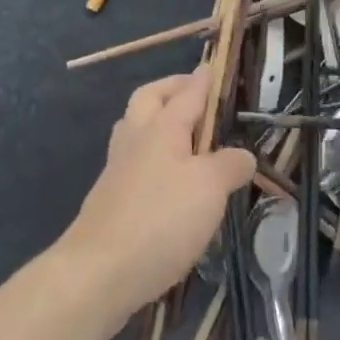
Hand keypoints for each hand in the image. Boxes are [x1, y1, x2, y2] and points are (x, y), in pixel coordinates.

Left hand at [58, 68, 254, 332]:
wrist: (97, 273)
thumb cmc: (160, 220)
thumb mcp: (209, 189)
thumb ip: (230, 165)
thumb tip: (243, 155)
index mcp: (161, 125)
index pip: (188, 91)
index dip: (204, 79)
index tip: (213, 66)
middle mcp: (136, 137)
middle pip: (149, 98)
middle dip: (172, 89)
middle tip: (196, 96)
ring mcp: (117, 168)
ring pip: (135, 127)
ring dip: (157, 121)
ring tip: (184, 136)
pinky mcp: (109, 198)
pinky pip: (132, 161)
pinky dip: (151, 156)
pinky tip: (167, 180)